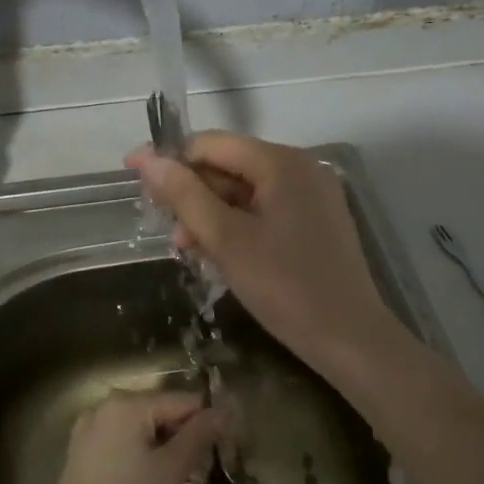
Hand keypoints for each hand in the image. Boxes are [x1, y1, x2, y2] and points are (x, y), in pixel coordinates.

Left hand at [38, 389, 227, 483]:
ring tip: (180, 477)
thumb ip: (199, 435)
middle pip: (159, 410)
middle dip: (184, 435)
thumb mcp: (171, 469)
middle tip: (203, 469)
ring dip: (164, 446)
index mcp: (127, 403)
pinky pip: (121, 439)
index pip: (182, 400)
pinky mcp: (81, 450)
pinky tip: (150, 479)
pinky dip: (140, 452)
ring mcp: (89, 427)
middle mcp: (104, 405)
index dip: (207, 422)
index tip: (225, 448)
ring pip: (140, 427)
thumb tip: (224, 410)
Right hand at [126, 131, 403, 375]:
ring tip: (187, 250)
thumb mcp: (226, 240)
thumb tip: (147, 159)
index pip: (212, 144)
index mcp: (282, 163)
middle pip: (230, 166)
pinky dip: (237, 227)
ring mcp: (312, 196)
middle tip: (165, 230)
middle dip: (192, 194)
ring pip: (245, 192)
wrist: (350, 340)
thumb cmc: (285, 287)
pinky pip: (265, 211)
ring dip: (210, 215)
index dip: (170, 159)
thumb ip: (185, 196)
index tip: (133, 177)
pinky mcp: (316, 222)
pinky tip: (217, 254)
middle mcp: (300, 168)